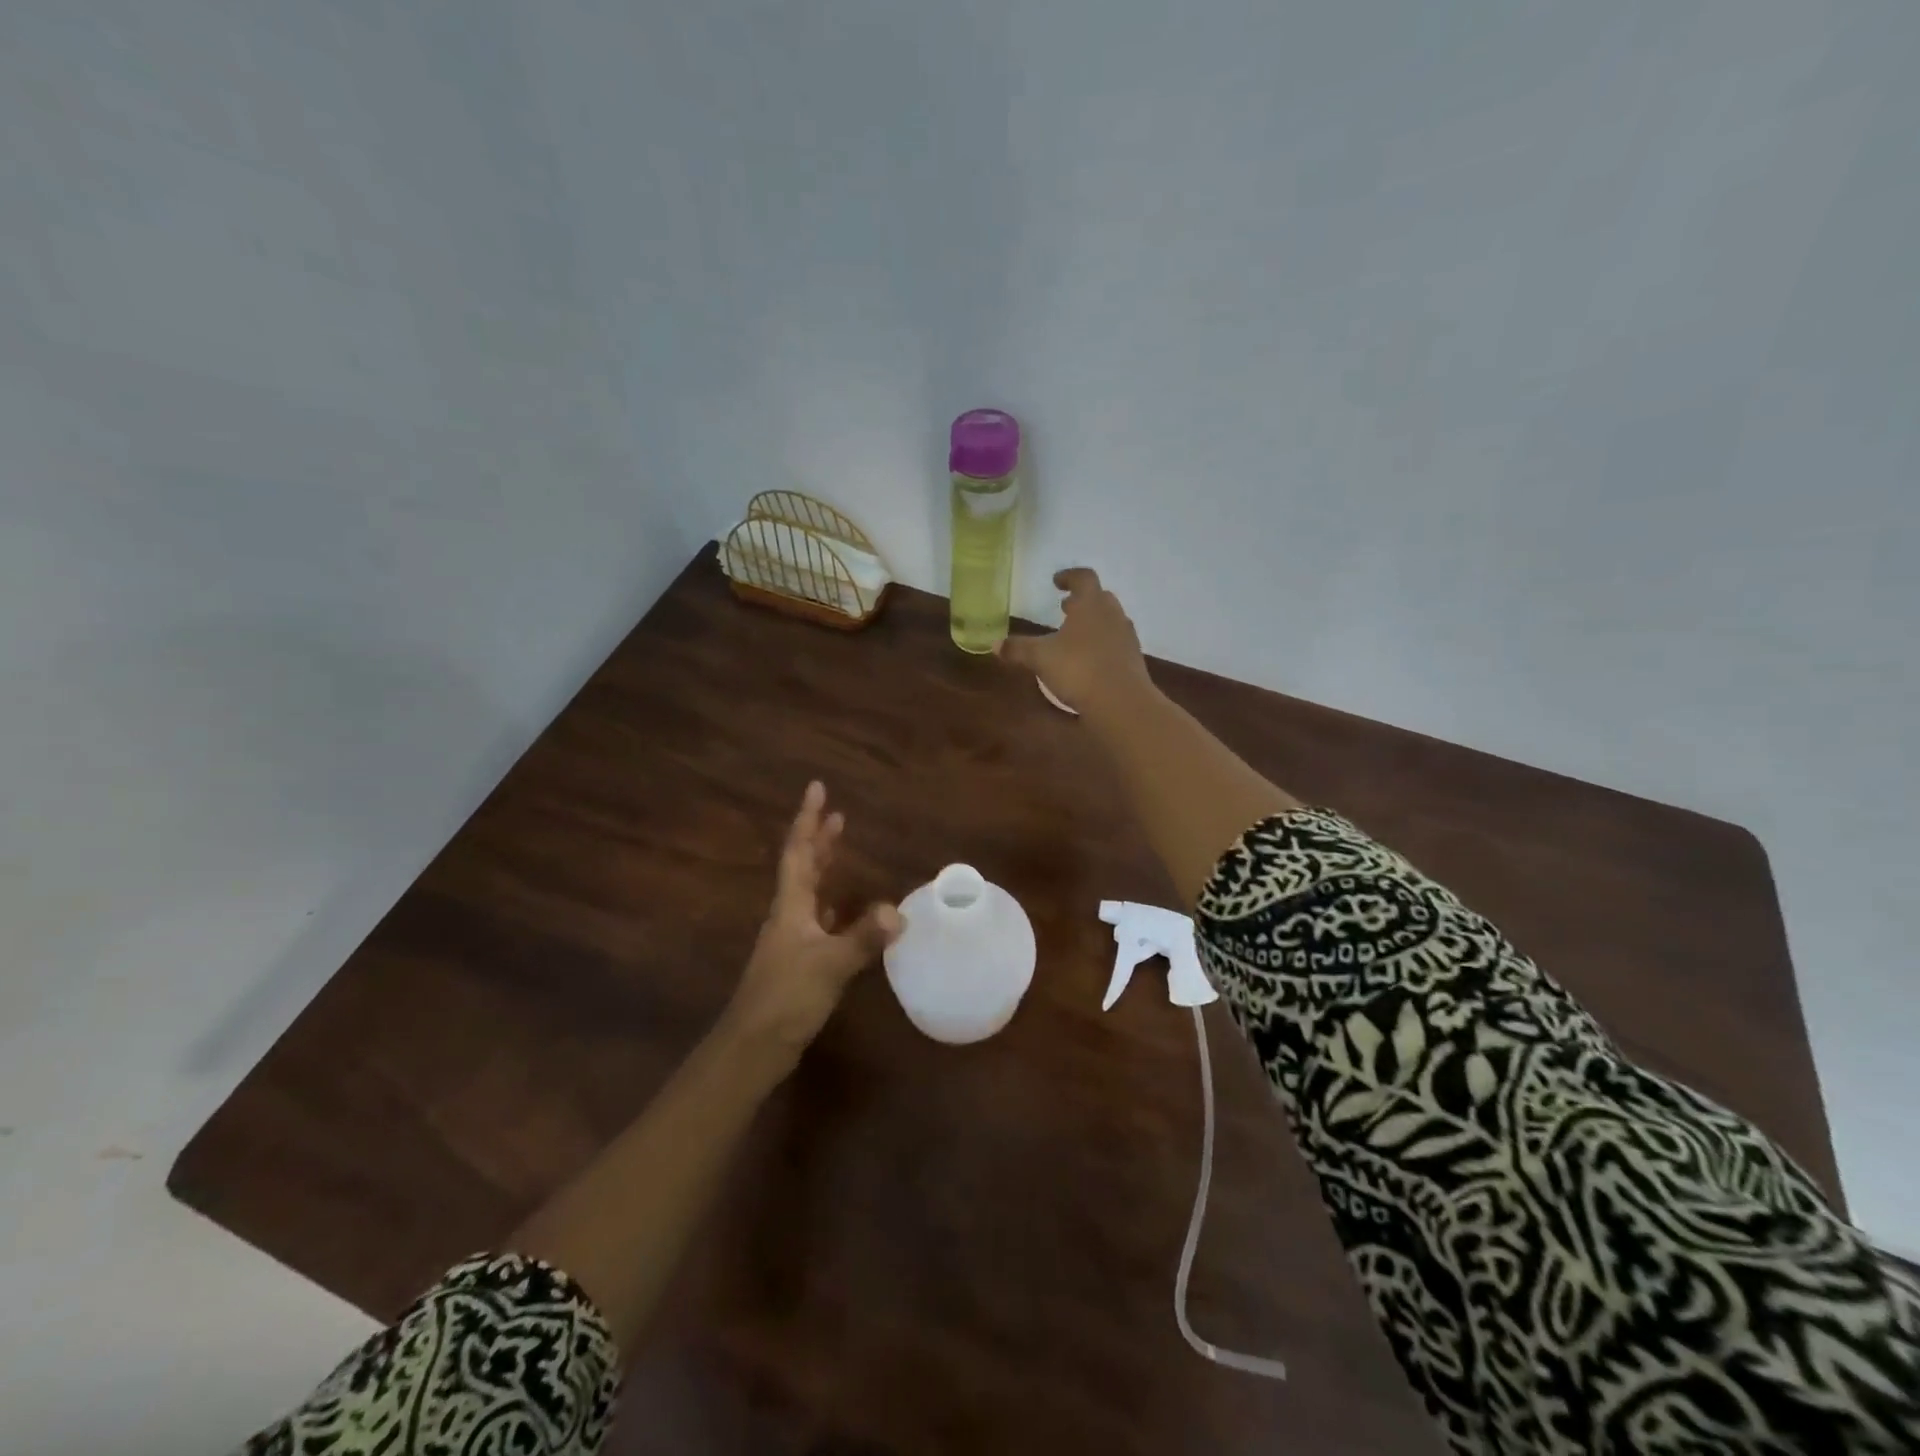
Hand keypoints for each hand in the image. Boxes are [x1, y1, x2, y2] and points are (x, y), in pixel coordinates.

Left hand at [722, 782, 901, 1071]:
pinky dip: (834, 906)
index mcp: (791, 906)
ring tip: (842, 850)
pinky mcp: (799, 961)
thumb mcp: (830, 965)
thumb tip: (899, 912)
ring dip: (826, 868)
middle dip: (819, 839)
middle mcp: (789, 915)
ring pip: (810, 892)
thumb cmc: (787, 997)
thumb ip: (863, 939)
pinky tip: (847, 911)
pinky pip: (819, 920)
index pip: (799, 852)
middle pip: (804, 867)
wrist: (754, 1046)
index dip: (808, 820)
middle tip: (838, 814)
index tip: (817, 789)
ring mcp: (792, 939)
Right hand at [995, 568, 1153, 712]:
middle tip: (1066, 608)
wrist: (1121, 702)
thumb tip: (995, 644)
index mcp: (1091, 604)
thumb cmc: (1078, 669)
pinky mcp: (1133, 660)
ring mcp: (1126, 637)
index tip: (1056, 582)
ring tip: (1074, 635)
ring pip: (1109, 620)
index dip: (1069, 577)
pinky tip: (1088, 660)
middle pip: (1100, 598)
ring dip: (1093, 622)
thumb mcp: (1040, 658)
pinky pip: (1115, 643)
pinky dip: (1101, 644)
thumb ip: (1018, 649)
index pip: (1083, 578)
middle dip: (1082, 601)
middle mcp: (1112, 615)